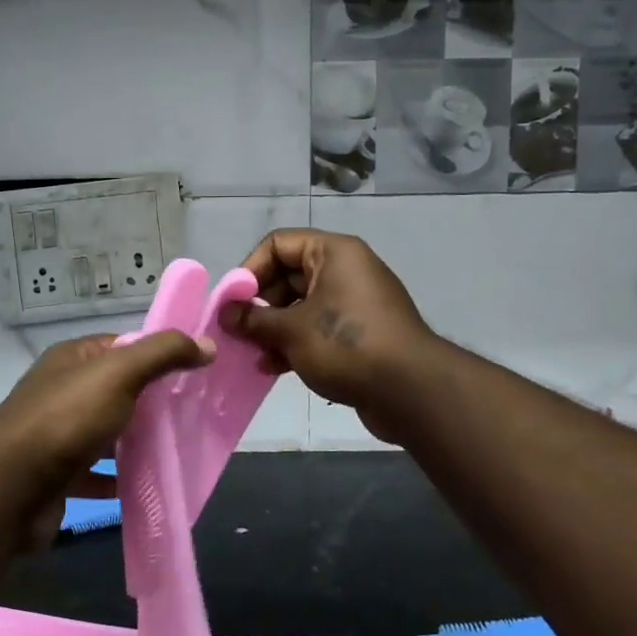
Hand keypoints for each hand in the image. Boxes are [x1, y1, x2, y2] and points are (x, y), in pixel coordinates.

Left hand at [0, 330, 213, 546]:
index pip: (121, 347)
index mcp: (72, 359)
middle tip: (191, 415)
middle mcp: (61, 391)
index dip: (155, 356)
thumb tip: (206, 344)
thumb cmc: (67, 419)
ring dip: (135, 442)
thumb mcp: (120, 373)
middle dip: (151, 403)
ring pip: (106, 433)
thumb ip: (162, 354)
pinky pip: (95, 473)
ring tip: (176, 451)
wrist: (11, 487)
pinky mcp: (57, 475)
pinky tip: (144, 486)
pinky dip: (118, 478)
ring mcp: (56, 434)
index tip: (192, 374)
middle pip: (116, 391)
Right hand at [221, 229, 432, 441]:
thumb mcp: (291, 330)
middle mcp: (345, 270)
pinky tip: (272, 367)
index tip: (233, 302)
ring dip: (272, 328)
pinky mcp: (358, 334)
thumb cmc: (346, 345)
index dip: (250, 269)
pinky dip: (294, 343)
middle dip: (259, 304)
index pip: (278, 244)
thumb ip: (253, 319)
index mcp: (333, 253)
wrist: (411, 391)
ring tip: (251, 352)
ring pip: (300, 306)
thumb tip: (226, 314)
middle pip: (287, 276)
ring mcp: (354, 303)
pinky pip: (316, 328)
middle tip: (237, 331)